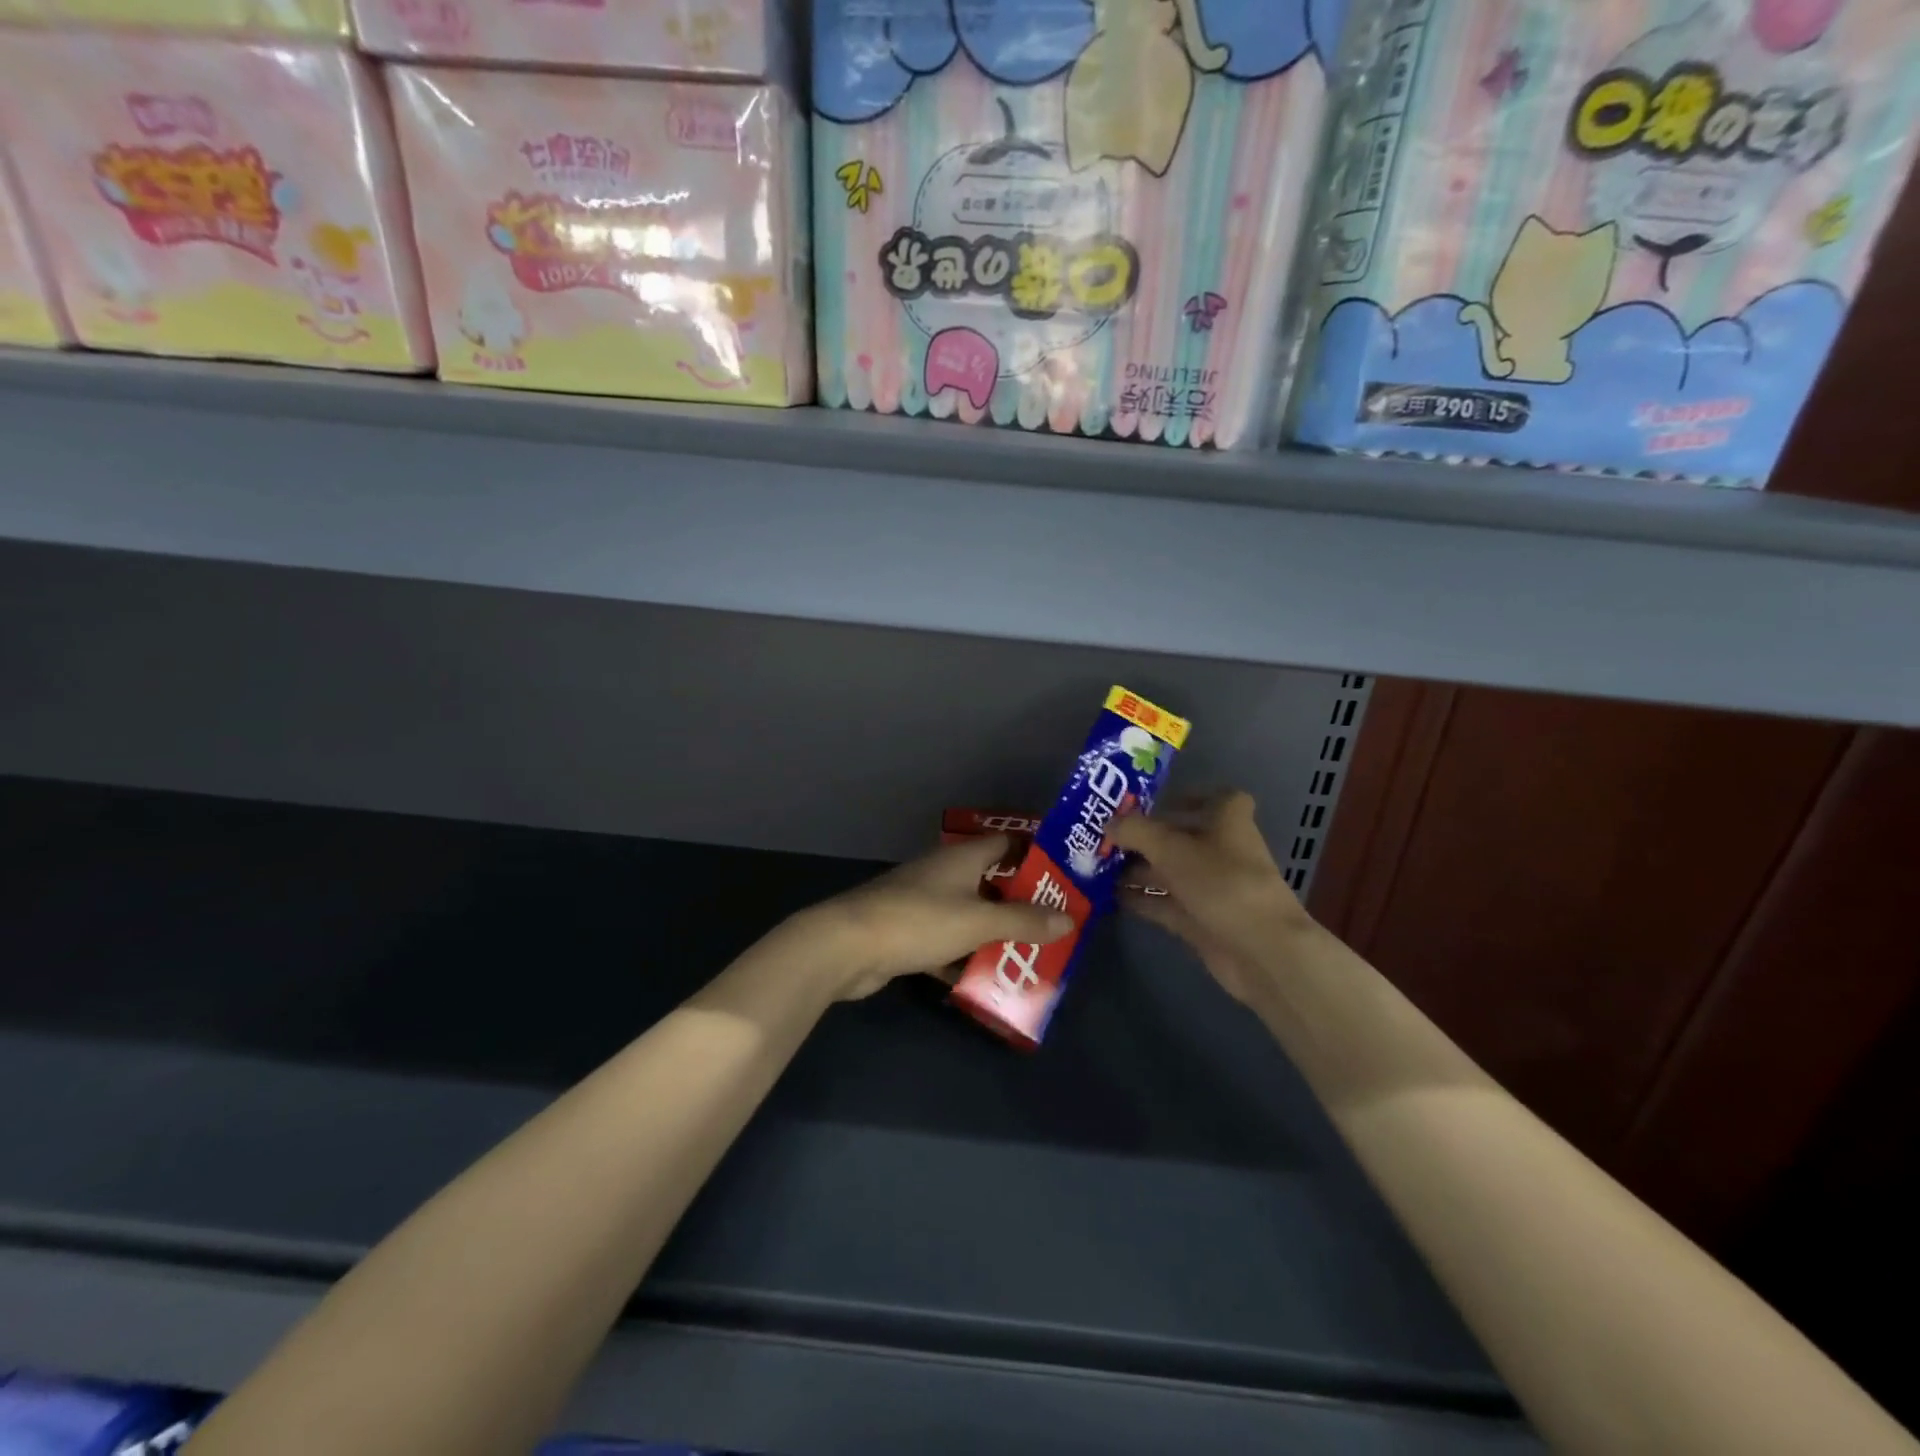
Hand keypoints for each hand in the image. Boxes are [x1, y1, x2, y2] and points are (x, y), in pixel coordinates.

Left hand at [795, 834, 1074, 1000]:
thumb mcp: (978, 921)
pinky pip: (947, 942)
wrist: (847, 946)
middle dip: (1021, 901)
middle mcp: (944, 874)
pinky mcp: (908, 933)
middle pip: (991, 881)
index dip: (1035, 853)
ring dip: (995, 933)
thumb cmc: (919, 921)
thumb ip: (1024, 920)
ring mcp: (923, 903)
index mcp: (962, 858)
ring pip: (969, 914)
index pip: (1007, 843)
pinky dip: (965, 958)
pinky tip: (986, 980)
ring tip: (1031, 954)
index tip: (1065, 873)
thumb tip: (1069, 918)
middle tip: (1057, 922)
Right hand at [1106, 790, 1312, 1003]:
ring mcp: (1212, 889)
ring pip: (1170, 873)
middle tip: (1105, 837)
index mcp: (1228, 822)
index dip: (1191, 796)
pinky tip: (1110, 898)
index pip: (1218, 798)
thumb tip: (1108, 823)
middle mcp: (1222, 852)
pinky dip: (1142, 901)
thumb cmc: (1221, 883)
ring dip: (1138, 871)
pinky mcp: (1202, 921)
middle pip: (1182, 838)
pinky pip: (1166, 904)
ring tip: (1097, 868)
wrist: (1260, 950)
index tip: (1155, 802)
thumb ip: (1135, 831)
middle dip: (1145, 838)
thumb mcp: (1171, 848)